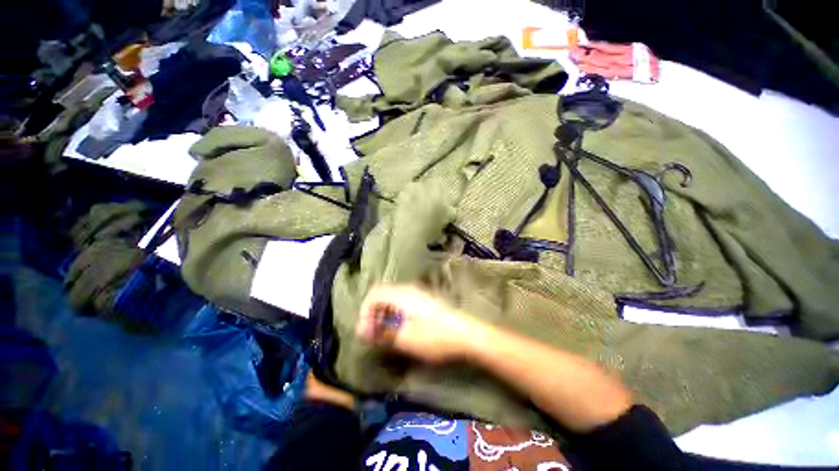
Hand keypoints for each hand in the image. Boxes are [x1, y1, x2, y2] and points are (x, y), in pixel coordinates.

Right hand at [355, 284, 478, 364]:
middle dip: (374, 314)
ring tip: (385, 333)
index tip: (365, 332)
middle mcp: (409, 289)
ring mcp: (419, 293)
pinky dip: (395, 313)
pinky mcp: (425, 300)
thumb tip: (362, 331)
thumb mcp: (405, 339)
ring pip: (393, 298)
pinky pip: (403, 302)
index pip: (374, 294)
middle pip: (383, 294)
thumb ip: (381, 333)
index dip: (365, 312)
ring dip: (385, 314)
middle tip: (373, 334)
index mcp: (402, 294)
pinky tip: (401, 328)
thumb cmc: (435, 337)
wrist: (467, 334)